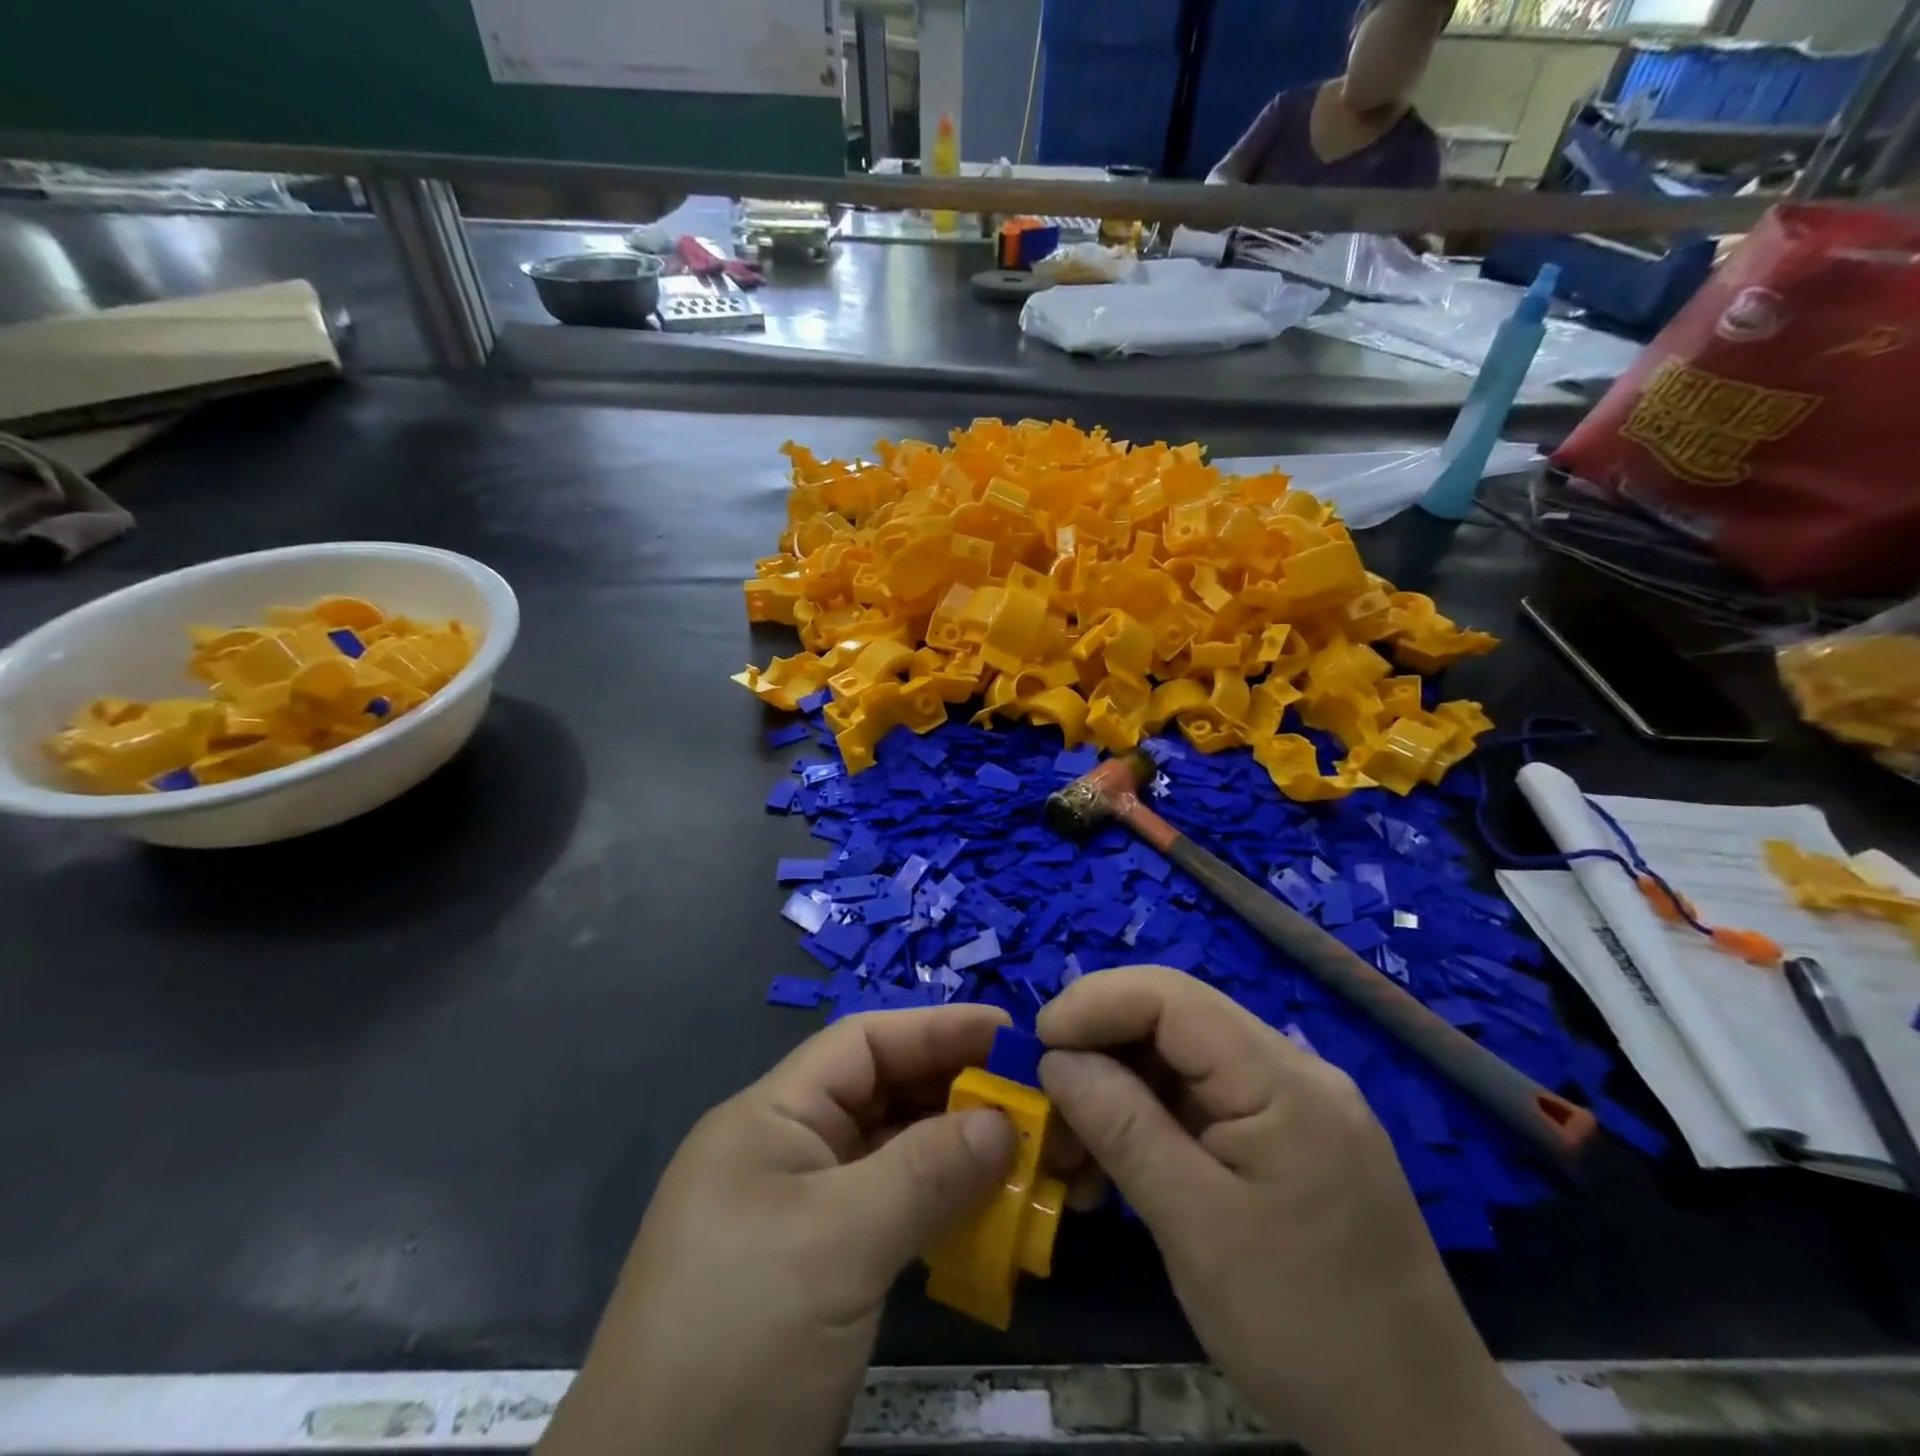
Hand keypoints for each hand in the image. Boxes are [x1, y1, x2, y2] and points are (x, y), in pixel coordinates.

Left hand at [538, 1006, 1017, 1455]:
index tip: (1010, 1034)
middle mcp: (789, 1153)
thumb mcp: (836, 1245)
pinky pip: (895, 1217)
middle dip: (959, 1093)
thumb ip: (925, 1172)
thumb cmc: (738, 1343)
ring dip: (961, 1156)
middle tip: (1039, 1101)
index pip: (863, 1044)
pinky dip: (944, 1211)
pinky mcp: (824, 1276)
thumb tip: (1005, 1122)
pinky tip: (996, 1218)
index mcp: (770, 1119)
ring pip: (896, 1159)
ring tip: (1034, 1156)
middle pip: (885, 1096)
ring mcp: (806, 1217)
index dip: (937, 1029)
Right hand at [1037, 967, 1566, 1455]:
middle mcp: (1290, 1070)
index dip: (1094, 1003)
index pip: (1171, 996)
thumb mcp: (1197, 1229)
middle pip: (1172, 1021)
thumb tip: (1057, 1058)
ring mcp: (1290, 1104)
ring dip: (1115, 1092)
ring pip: (1178, 1062)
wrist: (1420, 1434)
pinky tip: (1113, 1169)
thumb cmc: (1308, 1330)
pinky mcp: (1283, 1140)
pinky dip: (1147, 1123)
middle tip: (1045, 1106)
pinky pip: (1199, 1103)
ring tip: (1070, 1153)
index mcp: (1282, 1079)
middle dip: (1097, 1050)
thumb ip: (1123, 1128)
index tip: (1037, 1047)